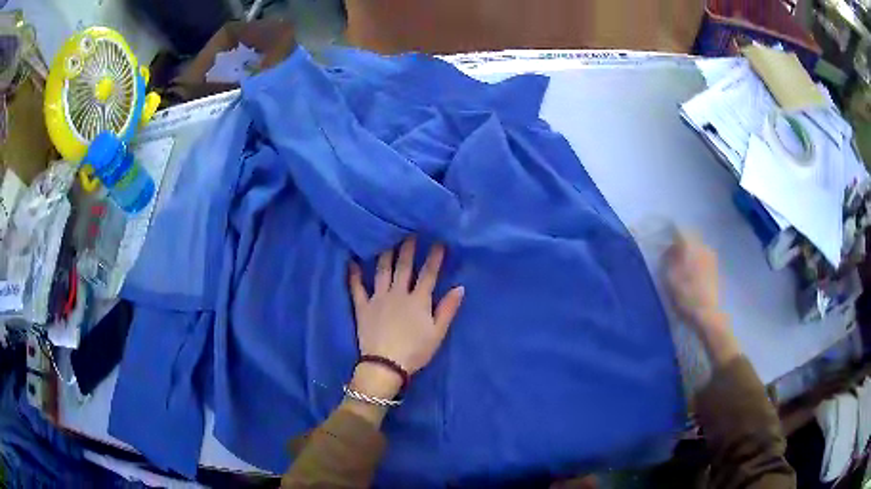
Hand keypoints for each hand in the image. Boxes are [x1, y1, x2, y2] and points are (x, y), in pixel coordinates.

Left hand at [349, 237, 464, 378]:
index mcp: (418, 300)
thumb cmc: (415, 351)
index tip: (439, 241)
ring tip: (386, 239)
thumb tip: (460, 287)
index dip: (434, 257)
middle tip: (409, 232)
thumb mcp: (438, 333)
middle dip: (408, 248)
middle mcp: (398, 293)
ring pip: (382, 271)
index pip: (428, 274)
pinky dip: (353, 275)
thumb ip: (448, 309)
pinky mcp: (362, 307)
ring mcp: (378, 298)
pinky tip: (351, 262)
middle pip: (404, 267)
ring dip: (385, 254)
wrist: (385, 365)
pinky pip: (356, 288)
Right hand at [664, 232, 720, 328]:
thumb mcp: (671, 280)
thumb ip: (668, 261)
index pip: (679, 231)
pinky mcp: (715, 268)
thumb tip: (668, 251)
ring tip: (680, 267)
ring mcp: (712, 257)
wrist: (709, 315)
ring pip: (697, 248)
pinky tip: (691, 274)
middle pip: (689, 238)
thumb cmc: (687, 297)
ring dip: (688, 253)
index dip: (668, 235)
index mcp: (692, 246)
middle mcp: (703, 247)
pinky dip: (695, 261)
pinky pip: (702, 257)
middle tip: (669, 256)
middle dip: (679, 244)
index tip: (661, 244)